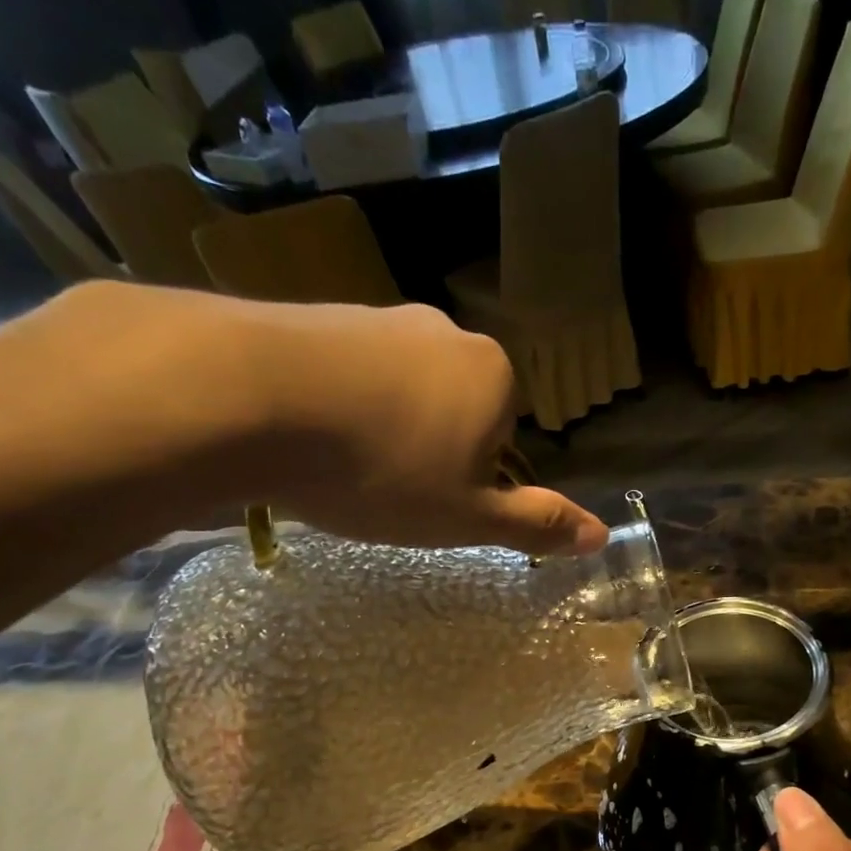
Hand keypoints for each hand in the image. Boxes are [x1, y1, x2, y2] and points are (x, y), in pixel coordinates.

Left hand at [45, 283, 607, 556]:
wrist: (248, 397)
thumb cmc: (382, 469)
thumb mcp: (468, 518)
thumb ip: (536, 525)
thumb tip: (602, 537)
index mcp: (492, 375)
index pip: (503, 438)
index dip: (470, 480)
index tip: (430, 502)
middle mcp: (443, 332)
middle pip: (452, 409)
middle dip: (428, 451)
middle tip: (386, 492)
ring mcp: (376, 316)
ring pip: (396, 391)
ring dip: (378, 430)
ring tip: (338, 470)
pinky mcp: (312, 314)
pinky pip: (343, 374)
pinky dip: (332, 407)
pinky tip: (302, 437)